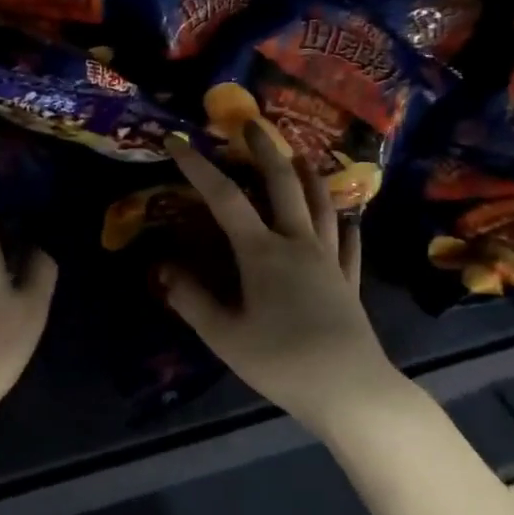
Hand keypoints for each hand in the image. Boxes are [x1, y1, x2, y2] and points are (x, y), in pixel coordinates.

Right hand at [160, 125, 401, 430]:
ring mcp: (329, 260)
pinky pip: (348, 245)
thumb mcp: (225, 336)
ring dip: (309, 176)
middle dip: (265, 151)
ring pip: (322, 206)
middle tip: (253, 125)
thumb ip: (192, 300)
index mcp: (263, 253)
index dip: (198, 167)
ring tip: (301, 156)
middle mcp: (298, 244)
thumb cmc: (281, 361)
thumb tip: (163, 268)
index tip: (177, 141)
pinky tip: (348, 221)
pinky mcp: (349, 282)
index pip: (224, 199)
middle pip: (283, 185)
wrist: (349, 389)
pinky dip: (345, 227)